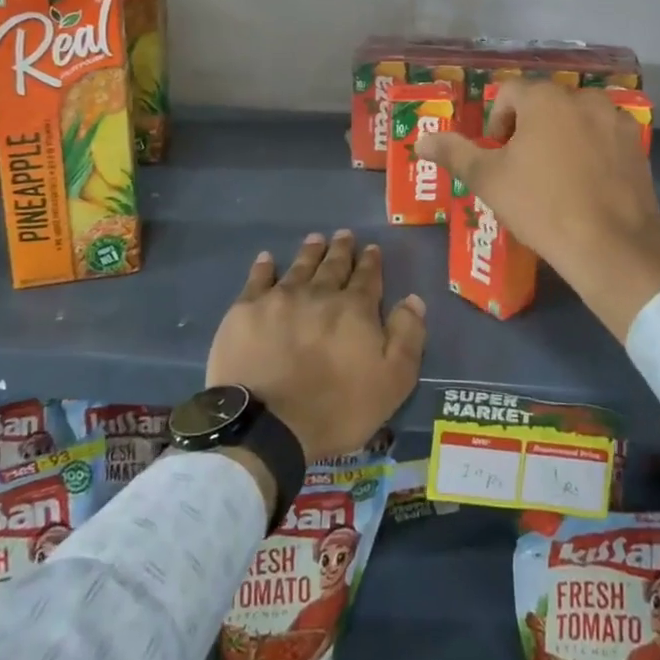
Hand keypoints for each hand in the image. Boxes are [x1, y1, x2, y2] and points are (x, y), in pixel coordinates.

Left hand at [206, 230, 426, 466]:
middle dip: (341, 249)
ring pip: (300, 266)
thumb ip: (407, 337)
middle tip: (344, 234)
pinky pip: (258, 278)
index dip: (371, 262)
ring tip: (315, 238)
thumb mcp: (392, 382)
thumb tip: (413, 299)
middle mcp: (319, 293)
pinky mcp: (246, 310)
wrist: (267, 425)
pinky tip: (267, 258)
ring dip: (310, 251)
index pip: (367, 278)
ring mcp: (280, 298)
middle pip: (333, 265)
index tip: (371, 248)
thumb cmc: (336, 410)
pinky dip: (264, 266)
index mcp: (354, 309)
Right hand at [417, 82, 659, 340]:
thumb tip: (420, 141)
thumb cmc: (542, 206)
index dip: (496, 123)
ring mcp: (614, 119)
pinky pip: (602, 135)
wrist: (613, 246)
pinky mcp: (637, 143)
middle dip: (528, 129)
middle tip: (522, 169)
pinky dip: (590, 149)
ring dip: (560, 136)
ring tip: (555, 177)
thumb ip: (453, 153)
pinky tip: (586, 184)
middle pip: (544, 103)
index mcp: (544, 99)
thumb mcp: (488, 180)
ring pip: (575, 118)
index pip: (509, 93)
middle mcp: (582, 97)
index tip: (497, 157)